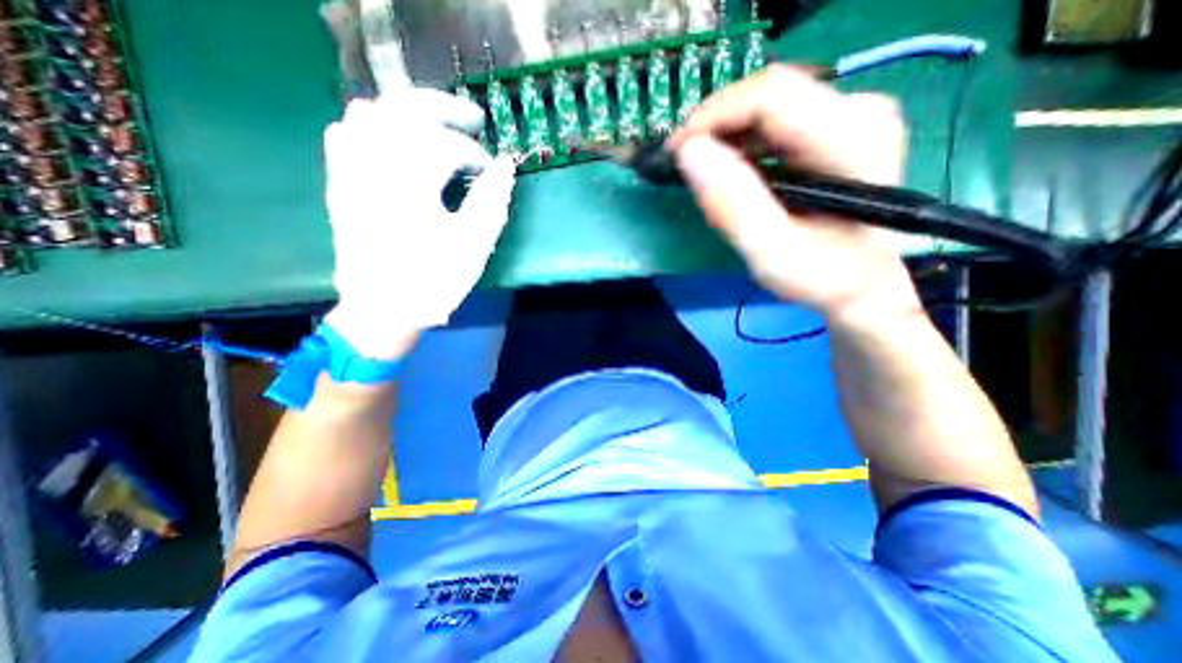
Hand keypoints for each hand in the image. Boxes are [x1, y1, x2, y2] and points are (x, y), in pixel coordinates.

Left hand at [322, 89, 515, 355]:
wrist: (383, 309)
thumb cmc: (433, 281)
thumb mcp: (473, 245)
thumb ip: (491, 201)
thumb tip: (505, 167)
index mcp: (411, 182)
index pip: (447, 145)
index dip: (475, 154)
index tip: (491, 171)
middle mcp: (374, 165)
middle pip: (405, 109)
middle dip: (444, 108)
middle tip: (472, 118)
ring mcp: (350, 172)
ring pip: (369, 113)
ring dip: (408, 114)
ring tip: (435, 129)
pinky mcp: (340, 184)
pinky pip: (344, 134)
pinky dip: (370, 127)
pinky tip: (391, 142)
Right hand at [669, 66, 916, 327]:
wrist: (859, 281)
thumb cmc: (820, 275)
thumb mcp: (771, 253)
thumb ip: (733, 205)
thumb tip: (690, 153)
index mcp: (852, 139)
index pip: (771, 98)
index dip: (714, 117)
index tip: (676, 152)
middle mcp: (858, 111)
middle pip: (768, 94)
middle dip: (715, 125)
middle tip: (682, 163)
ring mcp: (849, 115)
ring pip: (768, 104)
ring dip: (725, 134)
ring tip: (701, 170)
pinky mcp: (834, 127)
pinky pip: (774, 119)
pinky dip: (740, 141)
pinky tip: (727, 168)